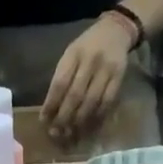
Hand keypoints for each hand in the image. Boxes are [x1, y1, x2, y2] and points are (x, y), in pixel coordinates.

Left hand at [42, 12, 134, 138]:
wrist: (116, 30)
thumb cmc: (87, 46)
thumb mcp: (71, 54)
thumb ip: (62, 77)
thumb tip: (51, 108)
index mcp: (73, 54)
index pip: (59, 83)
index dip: (51, 104)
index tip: (44, 120)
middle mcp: (90, 61)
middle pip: (75, 95)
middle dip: (64, 117)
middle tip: (56, 133)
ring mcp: (106, 69)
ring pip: (91, 101)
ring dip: (79, 120)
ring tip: (70, 133)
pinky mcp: (119, 77)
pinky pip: (107, 101)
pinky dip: (97, 116)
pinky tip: (89, 125)